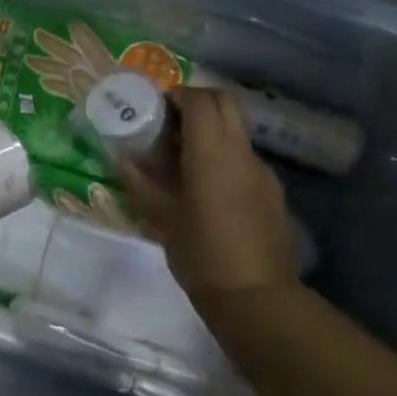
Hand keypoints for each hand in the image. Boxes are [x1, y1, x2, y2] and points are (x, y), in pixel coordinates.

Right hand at [121, 87, 300, 307]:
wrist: (257, 300)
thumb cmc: (201, 254)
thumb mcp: (162, 218)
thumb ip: (141, 183)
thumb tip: (123, 160)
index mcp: (211, 151)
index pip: (199, 99)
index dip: (177, 95)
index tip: (157, 109)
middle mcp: (241, 152)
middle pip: (225, 102)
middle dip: (198, 103)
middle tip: (172, 125)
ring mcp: (262, 171)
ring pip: (237, 131)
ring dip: (212, 132)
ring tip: (187, 162)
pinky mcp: (274, 193)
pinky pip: (246, 159)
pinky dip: (226, 158)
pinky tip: (211, 192)